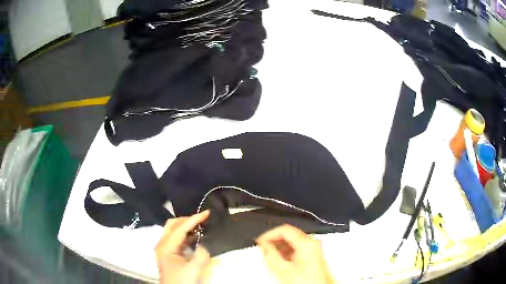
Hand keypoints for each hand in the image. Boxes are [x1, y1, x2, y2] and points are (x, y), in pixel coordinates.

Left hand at [155, 210, 210, 283]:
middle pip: (172, 225)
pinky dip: (186, 235)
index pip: (179, 228)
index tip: (207, 213)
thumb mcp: (194, 269)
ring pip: (174, 231)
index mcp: (165, 247)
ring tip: (201, 225)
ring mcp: (165, 249)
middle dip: (187, 220)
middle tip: (203, 219)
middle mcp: (162, 244)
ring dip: (187, 227)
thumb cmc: (182, 281)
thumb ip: (202, 254)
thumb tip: (207, 242)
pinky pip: (177, 239)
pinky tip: (196, 237)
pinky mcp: (169, 254)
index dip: (193, 219)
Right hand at [256, 224, 334, 283]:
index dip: (270, 234)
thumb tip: (263, 244)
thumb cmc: (303, 280)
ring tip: (269, 255)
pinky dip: (287, 251)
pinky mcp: (313, 255)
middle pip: (290, 234)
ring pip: (293, 241)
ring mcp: (314, 248)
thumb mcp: (284, 269)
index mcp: (306, 242)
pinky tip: (280, 260)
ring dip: (280, 246)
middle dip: (275, 240)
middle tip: (263, 248)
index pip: (285, 230)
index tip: (259, 242)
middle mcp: (312, 242)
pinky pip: (298, 248)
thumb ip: (271, 255)